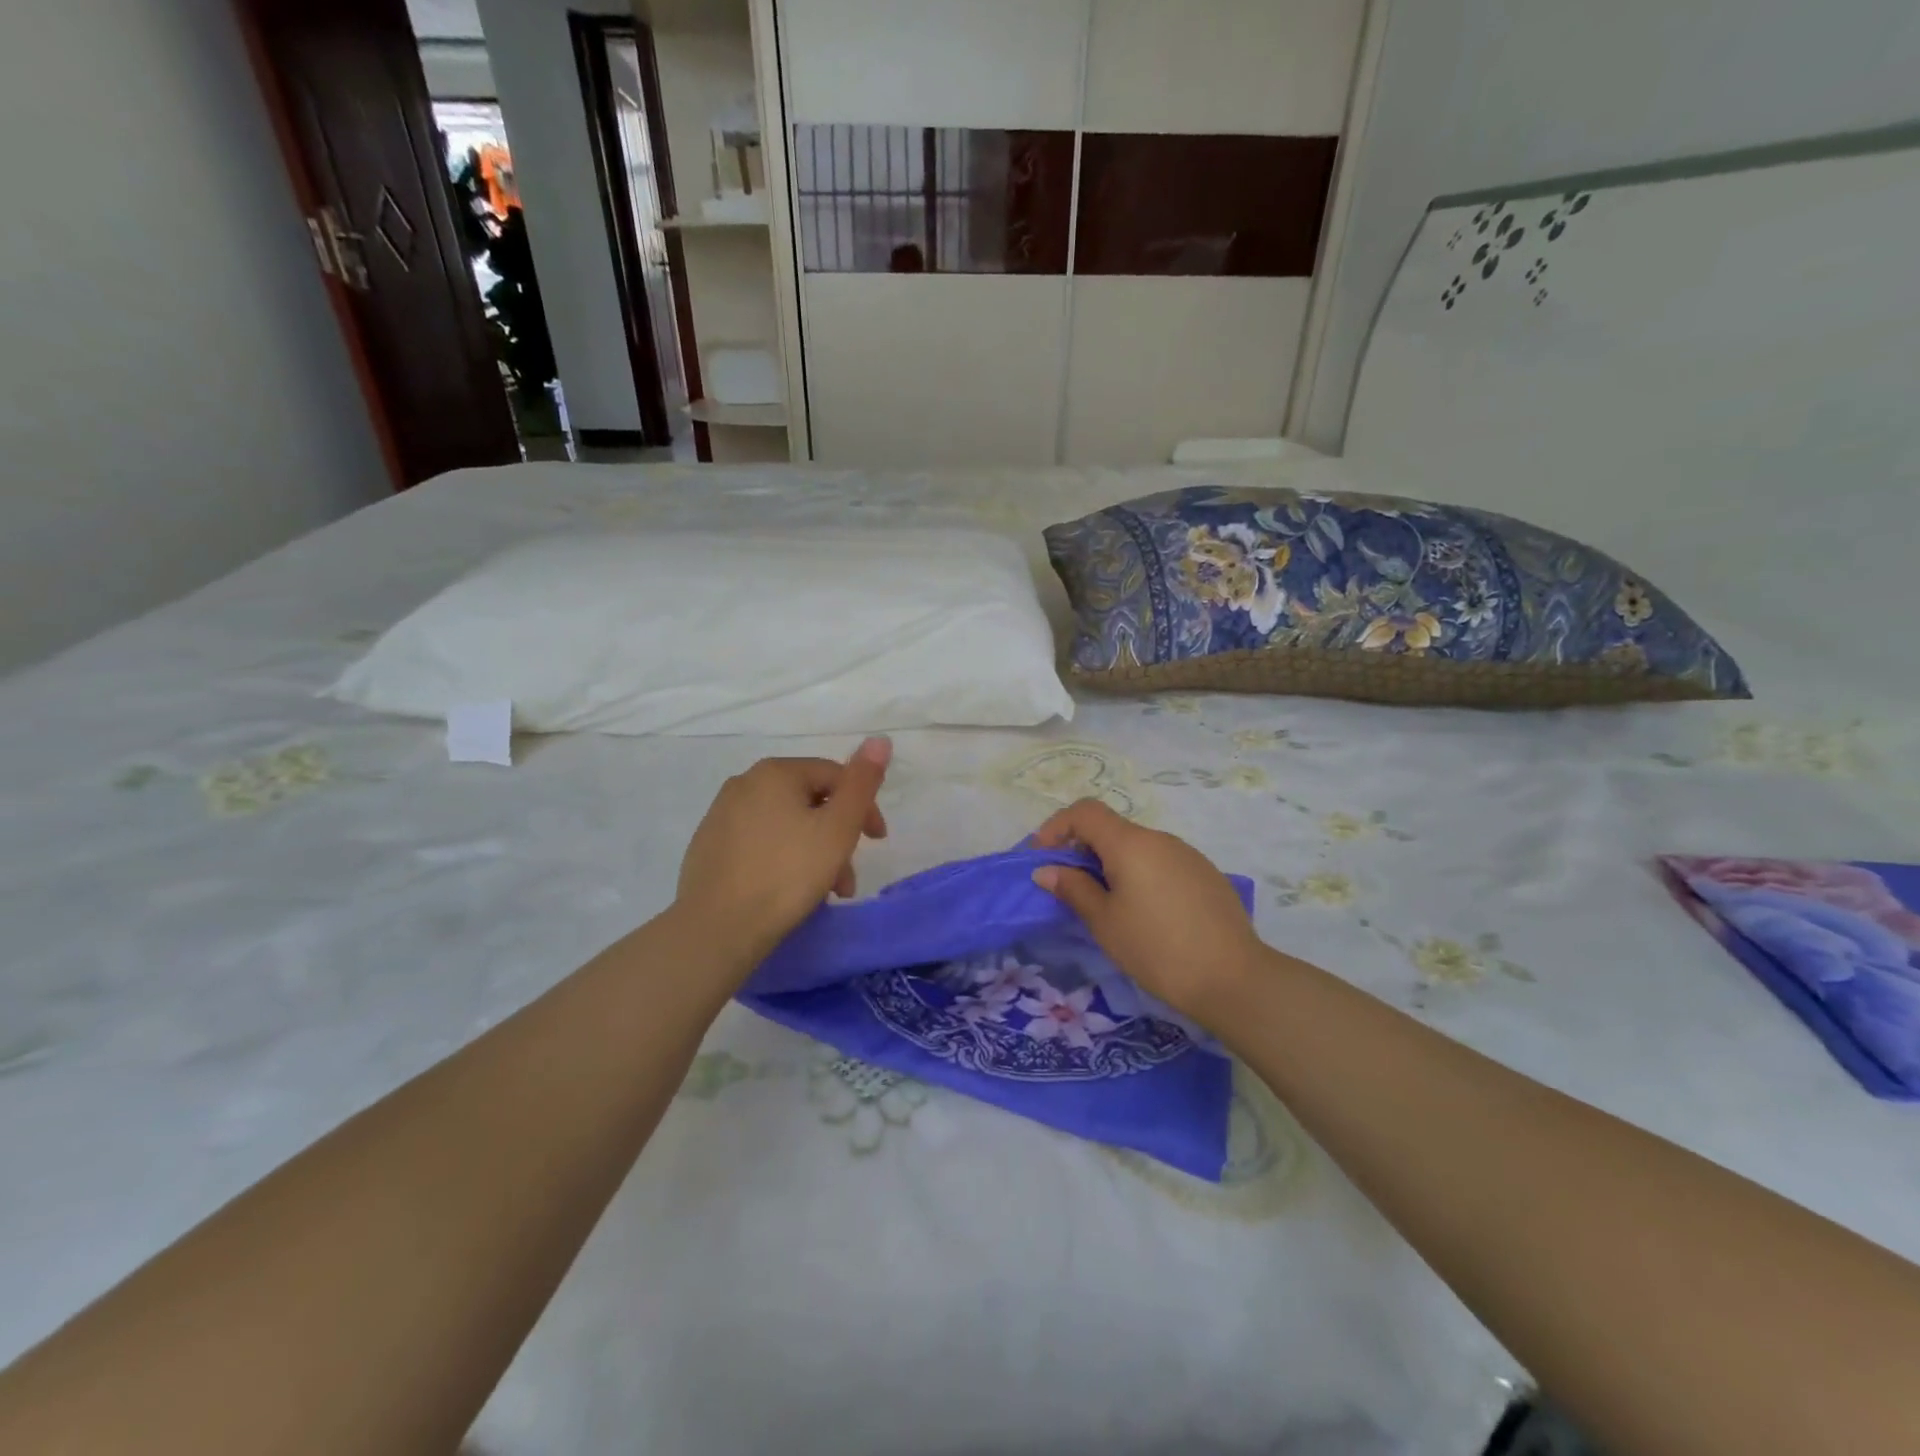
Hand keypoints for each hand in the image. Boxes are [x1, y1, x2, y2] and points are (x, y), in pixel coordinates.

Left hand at [675, 737, 891, 970]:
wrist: (716, 928)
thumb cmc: (787, 874)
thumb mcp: (838, 829)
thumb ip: (861, 783)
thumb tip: (879, 739)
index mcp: (775, 772)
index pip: (835, 776)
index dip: (863, 806)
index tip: (877, 841)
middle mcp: (744, 783)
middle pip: (809, 801)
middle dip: (838, 837)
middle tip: (848, 878)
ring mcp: (721, 815)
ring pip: (786, 825)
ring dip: (814, 852)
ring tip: (825, 893)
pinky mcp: (708, 847)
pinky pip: (760, 843)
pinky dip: (783, 859)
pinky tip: (788, 891)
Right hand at [1030, 799, 1263, 1023]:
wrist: (1233, 978)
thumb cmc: (1157, 948)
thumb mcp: (1105, 922)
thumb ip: (1073, 889)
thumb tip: (1047, 870)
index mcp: (1130, 843)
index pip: (1085, 811)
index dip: (1057, 827)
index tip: (1043, 858)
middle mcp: (1160, 839)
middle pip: (1111, 829)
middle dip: (1083, 850)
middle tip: (1070, 888)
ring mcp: (1187, 855)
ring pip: (1138, 847)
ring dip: (1112, 865)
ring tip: (1107, 906)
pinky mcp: (1206, 875)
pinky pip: (1161, 863)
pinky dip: (1140, 875)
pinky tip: (1146, 914)